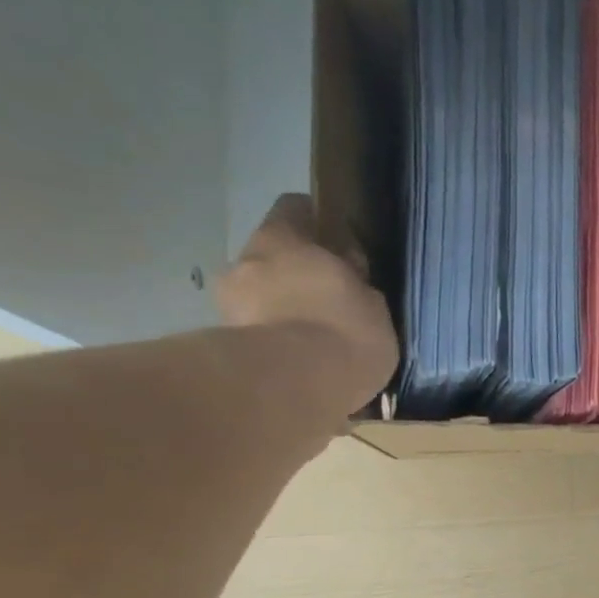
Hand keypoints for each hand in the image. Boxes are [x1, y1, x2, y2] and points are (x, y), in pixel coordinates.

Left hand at [216, 194, 399, 398]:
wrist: (293, 388)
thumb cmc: (342, 333)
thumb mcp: (373, 306)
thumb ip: (358, 286)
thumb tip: (350, 277)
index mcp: (282, 238)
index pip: (295, 209)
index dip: (317, 224)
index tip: (339, 246)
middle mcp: (246, 261)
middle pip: (273, 258)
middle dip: (297, 277)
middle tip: (329, 303)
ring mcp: (229, 304)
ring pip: (261, 298)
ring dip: (283, 313)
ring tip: (314, 343)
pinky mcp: (226, 347)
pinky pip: (257, 337)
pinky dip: (276, 346)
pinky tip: (301, 368)